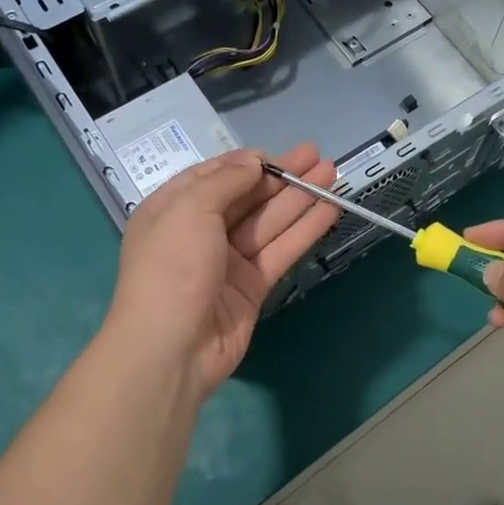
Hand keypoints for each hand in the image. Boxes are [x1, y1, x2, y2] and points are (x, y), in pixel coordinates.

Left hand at [103, 144, 338, 400]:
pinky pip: (281, 251)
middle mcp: (200, 231)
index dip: (247, 163)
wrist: (170, 348)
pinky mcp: (252, 287)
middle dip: (282, 177)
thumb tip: (254, 163)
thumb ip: (226, 181)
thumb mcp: (190, 209)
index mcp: (173, 209)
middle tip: (318, 157)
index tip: (279, 155)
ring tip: (333, 174)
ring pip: (269, 222)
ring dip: (300, 198)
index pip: (214, 176)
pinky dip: (305, 230)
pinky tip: (329, 210)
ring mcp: (227, 261)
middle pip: (247, 197)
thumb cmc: (171, 268)